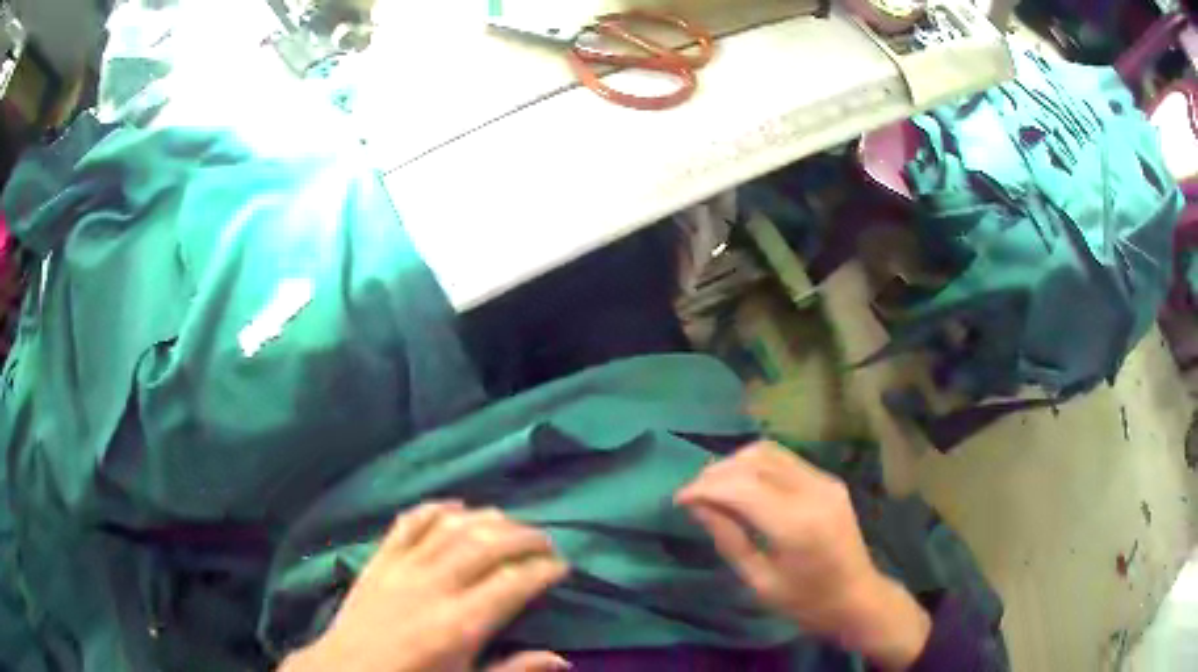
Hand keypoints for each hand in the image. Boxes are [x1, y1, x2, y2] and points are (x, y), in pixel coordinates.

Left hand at [282, 502, 570, 671]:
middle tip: (547, 541)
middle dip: (525, 538)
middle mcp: (433, 587)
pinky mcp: (379, 559)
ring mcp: (402, 568)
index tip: (562, 567)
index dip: (543, 570)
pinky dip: (436, 508)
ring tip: (512, 523)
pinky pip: (410, 522)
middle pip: (487, 546)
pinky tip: (457, 507)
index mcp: (458, 625)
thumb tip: (562, 659)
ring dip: (488, 519)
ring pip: (452, 527)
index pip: (513, 584)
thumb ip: (514, 671)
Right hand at [675, 442, 930, 671]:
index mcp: (796, 524)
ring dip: (735, 463)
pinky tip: (742, 486)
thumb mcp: (760, 582)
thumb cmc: (806, 602)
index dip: (704, 487)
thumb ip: (729, 539)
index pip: (741, 486)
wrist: (858, 598)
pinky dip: (755, 466)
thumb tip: (697, 505)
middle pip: (754, 460)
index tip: (678, 499)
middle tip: (692, 494)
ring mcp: (824, 481)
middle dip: (716, 472)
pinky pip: (784, 460)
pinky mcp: (829, 481)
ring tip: (713, 487)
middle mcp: (813, 491)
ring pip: (769, 451)